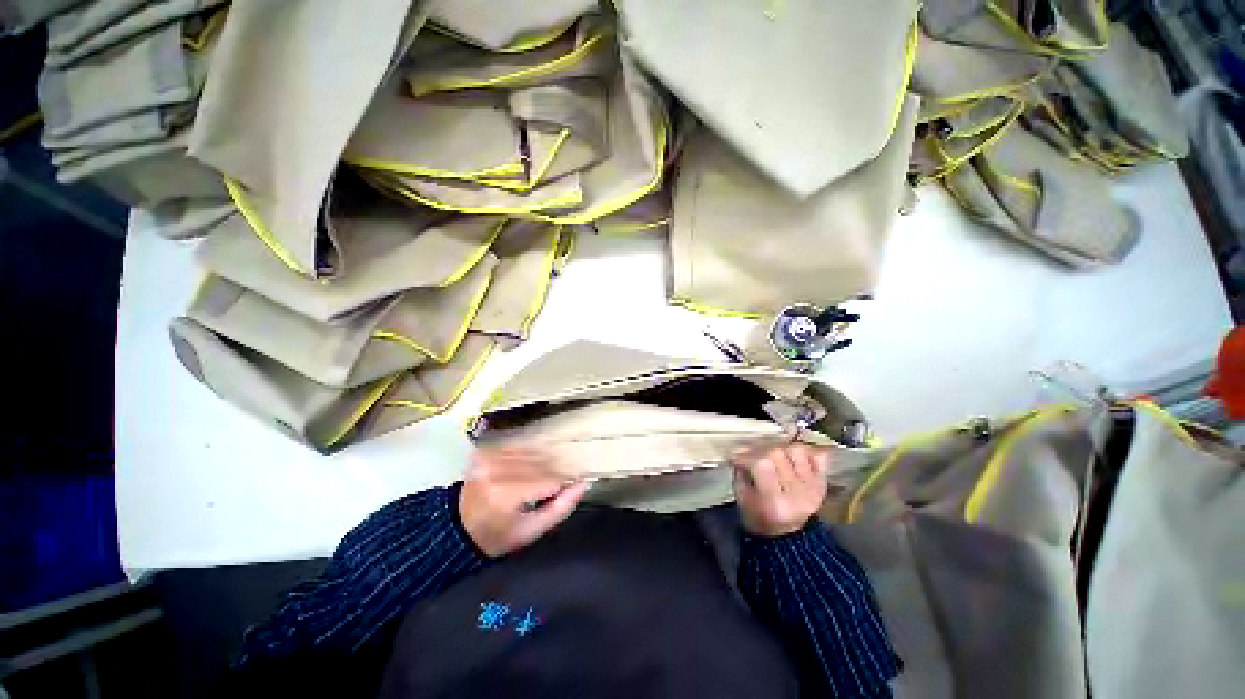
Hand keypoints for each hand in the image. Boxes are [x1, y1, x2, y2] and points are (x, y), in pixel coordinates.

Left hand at [458, 447, 589, 557]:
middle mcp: (495, 470)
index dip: (562, 483)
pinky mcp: (485, 450)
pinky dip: (529, 454)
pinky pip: (519, 445)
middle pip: (541, 462)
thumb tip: (584, 482)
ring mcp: (488, 457)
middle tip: (556, 484)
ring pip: (532, 451)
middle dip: (553, 472)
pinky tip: (529, 465)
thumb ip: (561, 507)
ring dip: (542, 461)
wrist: (459, 528)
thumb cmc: (499, 535)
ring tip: (541, 476)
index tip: (570, 486)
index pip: (549, 479)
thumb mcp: (532, 531)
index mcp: (504, 494)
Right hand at [732, 443, 829, 536]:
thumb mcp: (742, 499)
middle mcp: (797, 494)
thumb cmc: (757, 517)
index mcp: (774, 502)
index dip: (746, 456)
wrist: (786, 534)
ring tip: (773, 458)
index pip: (760, 464)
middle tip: (752, 456)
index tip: (736, 458)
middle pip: (777, 453)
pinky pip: (818, 457)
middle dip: (760, 451)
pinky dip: (806, 452)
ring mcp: (813, 488)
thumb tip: (741, 451)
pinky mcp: (821, 484)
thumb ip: (741, 473)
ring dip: (781, 449)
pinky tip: (793, 458)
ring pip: (796, 450)